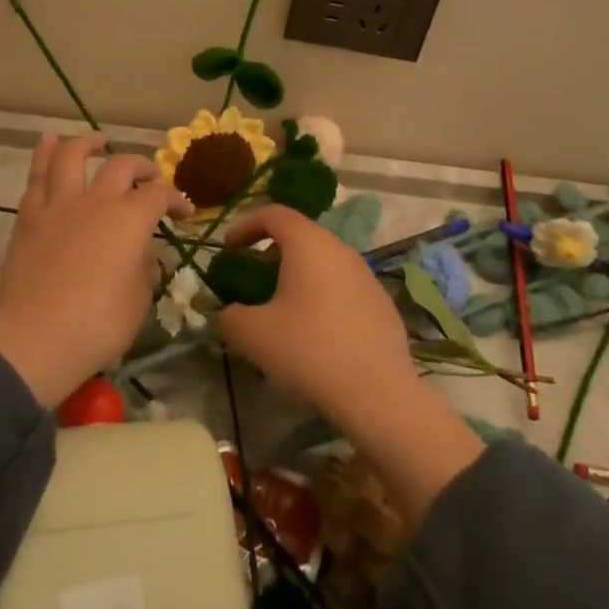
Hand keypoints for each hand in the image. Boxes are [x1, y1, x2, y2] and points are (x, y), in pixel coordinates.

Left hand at [0, 134, 190, 407]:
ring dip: (87, 143)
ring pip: (71, 156)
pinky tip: (49, 142)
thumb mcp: (140, 300)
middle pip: (121, 166)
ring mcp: (59, 206)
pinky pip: (37, 177)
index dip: (176, 199)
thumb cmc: (98, 325)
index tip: (185, 211)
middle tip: (148, 177)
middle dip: (140, 167)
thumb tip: (139, 252)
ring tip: (97, 141)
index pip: (159, 196)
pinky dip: (44, 154)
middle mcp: (96, 202)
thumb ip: (143, 267)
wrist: (36, 339)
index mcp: (129, 220)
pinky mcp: (29, 219)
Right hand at [216, 206, 484, 523]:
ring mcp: (366, 275)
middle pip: (300, 236)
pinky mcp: (382, 304)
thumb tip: (227, 312)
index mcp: (308, 243)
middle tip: (251, 278)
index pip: (273, 214)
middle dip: (270, 253)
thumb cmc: (309, 351)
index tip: (227, 248)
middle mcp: (339, 249)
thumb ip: (229, 316)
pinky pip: (342, 287)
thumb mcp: (252, 335)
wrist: (378, 394)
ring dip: (297, 276)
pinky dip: (321, 296)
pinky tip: (314, 332)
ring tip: (280, 308)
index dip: (245, 225)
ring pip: (323, 262)